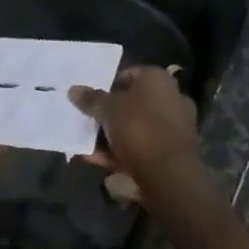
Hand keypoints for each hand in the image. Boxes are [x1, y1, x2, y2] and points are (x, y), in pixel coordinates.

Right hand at [70, 65, 200, 188]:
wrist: (169, 174)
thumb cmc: (138, 128)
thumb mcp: (107, 110)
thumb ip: (90, 99)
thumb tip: (74, 90)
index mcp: (158, 78)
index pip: (128, 74)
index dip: (107, 86)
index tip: (90, 99)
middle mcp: (171, 97)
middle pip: (132, 103)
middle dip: (110, 113)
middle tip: (88, 121)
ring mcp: (175, 126)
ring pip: (136, 127)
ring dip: (113, 135)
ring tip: (87, 144)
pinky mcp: (173, 152)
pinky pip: (142, 146)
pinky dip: (122, 152)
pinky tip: (97, 159)